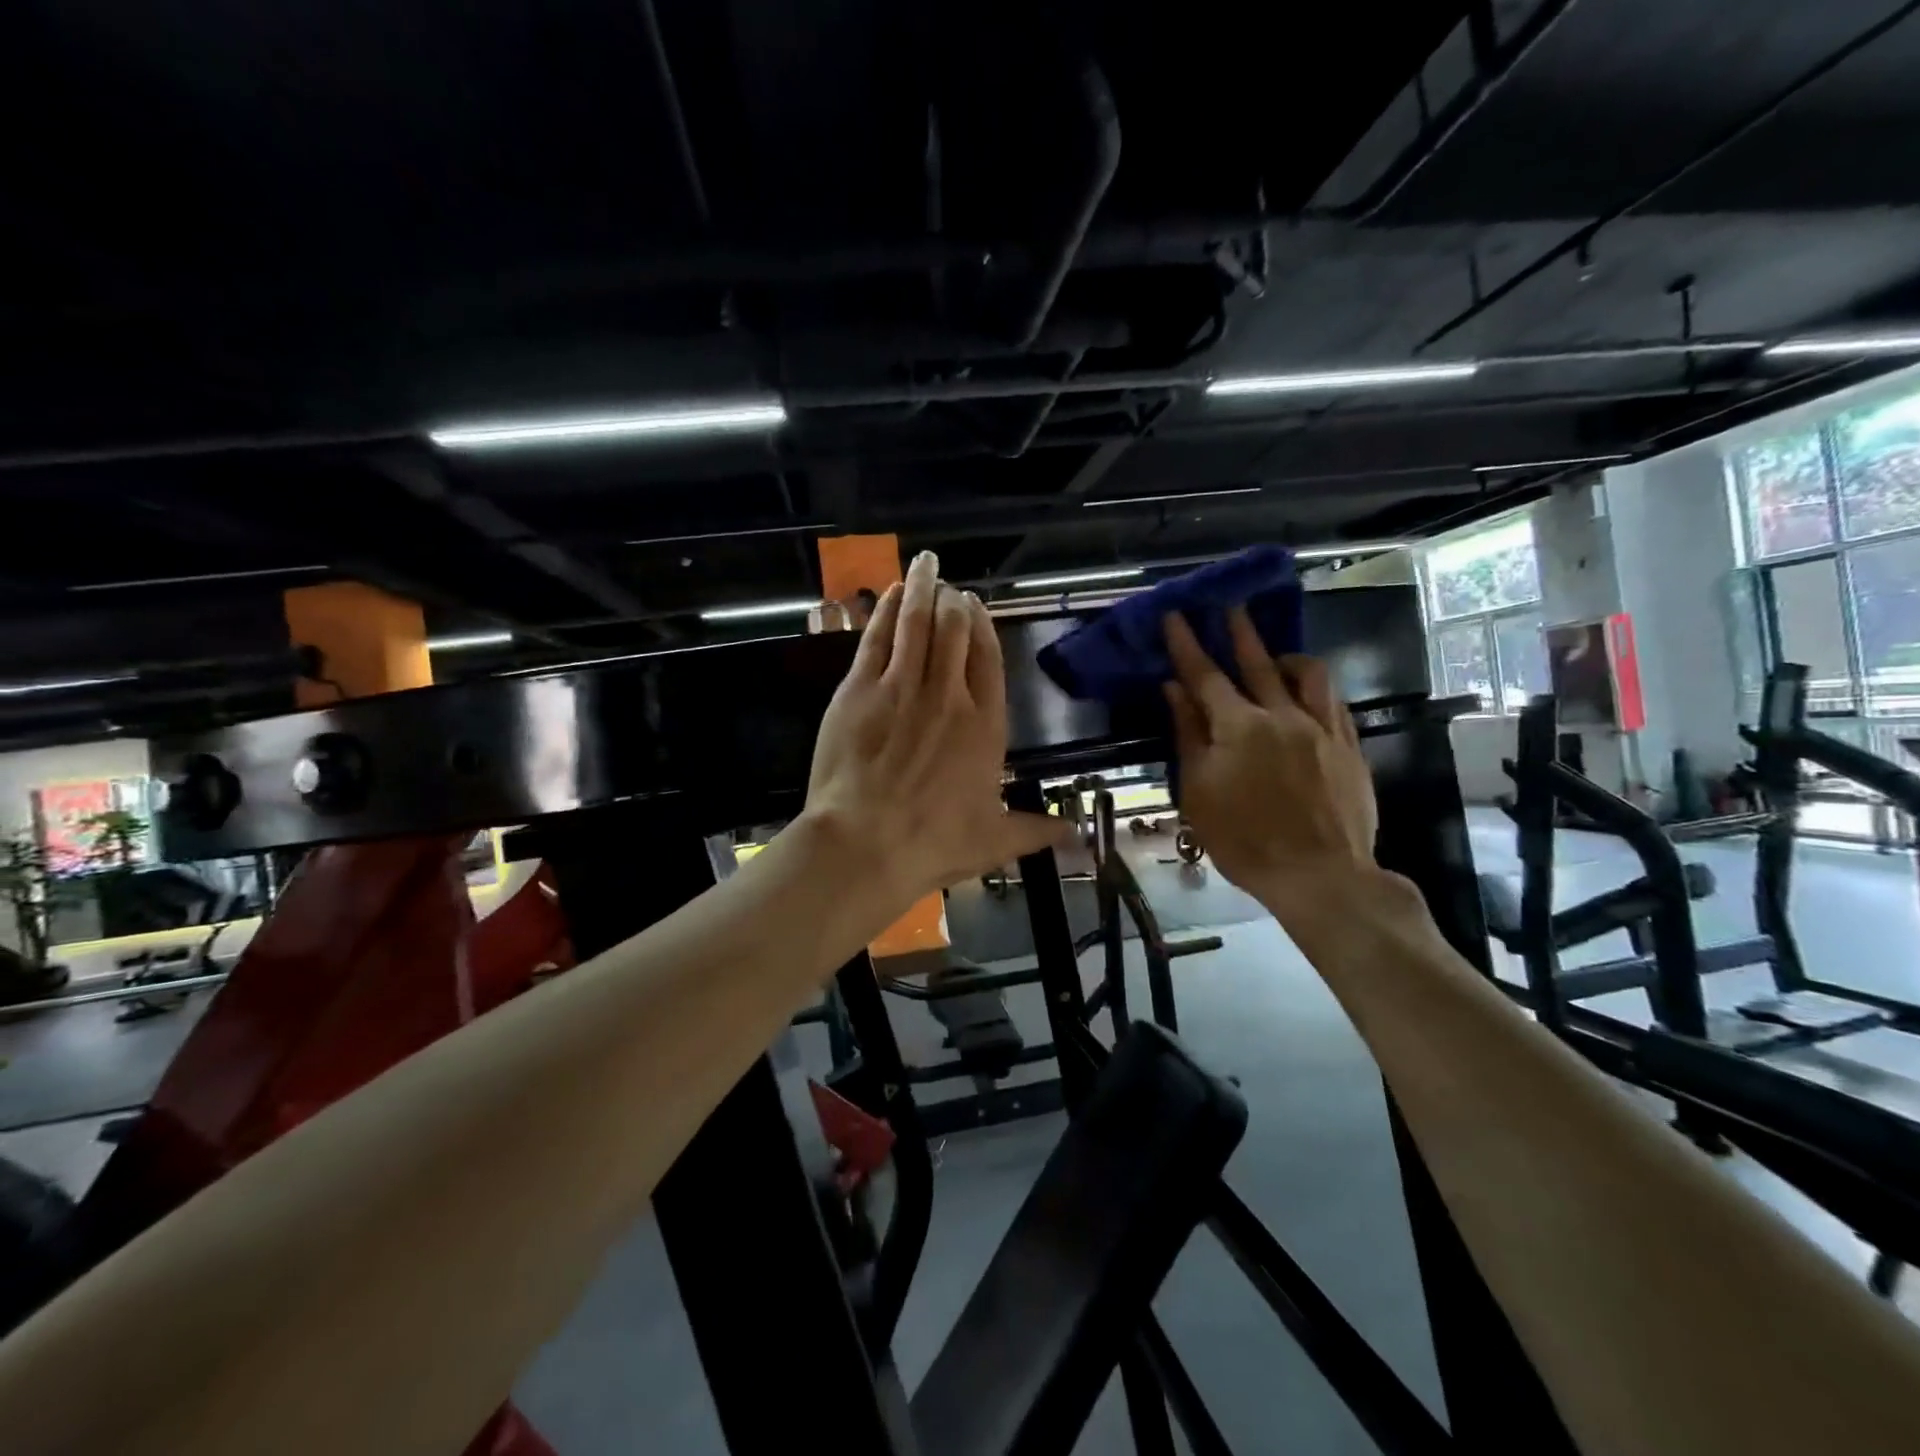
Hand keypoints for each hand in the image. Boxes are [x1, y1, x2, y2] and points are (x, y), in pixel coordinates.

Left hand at [805, 550, 1072, 905]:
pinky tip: (892, 593)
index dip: (983, 628)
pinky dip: (888, 610)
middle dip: (954, 603)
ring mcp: (903, 685)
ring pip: (918, 622)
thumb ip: (1035, 829)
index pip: (989, 659)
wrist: (866, 843)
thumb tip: (1076, 833)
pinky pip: (879, 636)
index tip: (976, 608)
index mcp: (985, 724)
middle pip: (955, 631)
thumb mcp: (994, 840)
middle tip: (950, 589)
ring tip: (926, 566)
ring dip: (923, 588)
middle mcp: (949, 694)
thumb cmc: (934, 843)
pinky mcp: (861, 688)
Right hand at [1162, 608, 1380, 914]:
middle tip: (1229, 605)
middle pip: (1258, 663)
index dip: (1187, 645)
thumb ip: (1188, 735)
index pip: (1205, 675)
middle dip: (1239, 632)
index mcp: (1239, 726)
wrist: (1319, 875)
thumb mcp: (1198, 791)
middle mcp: (1283, 715)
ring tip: (1275, 654)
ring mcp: (1322, 728)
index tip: (1175, 616)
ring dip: (1286, 656)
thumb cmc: (1244, 839)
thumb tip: (1175, 691)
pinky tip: (1309, 692)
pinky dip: (1316, 688)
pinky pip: (1335, 702)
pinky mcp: (1349, 747)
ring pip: (1308, 674)